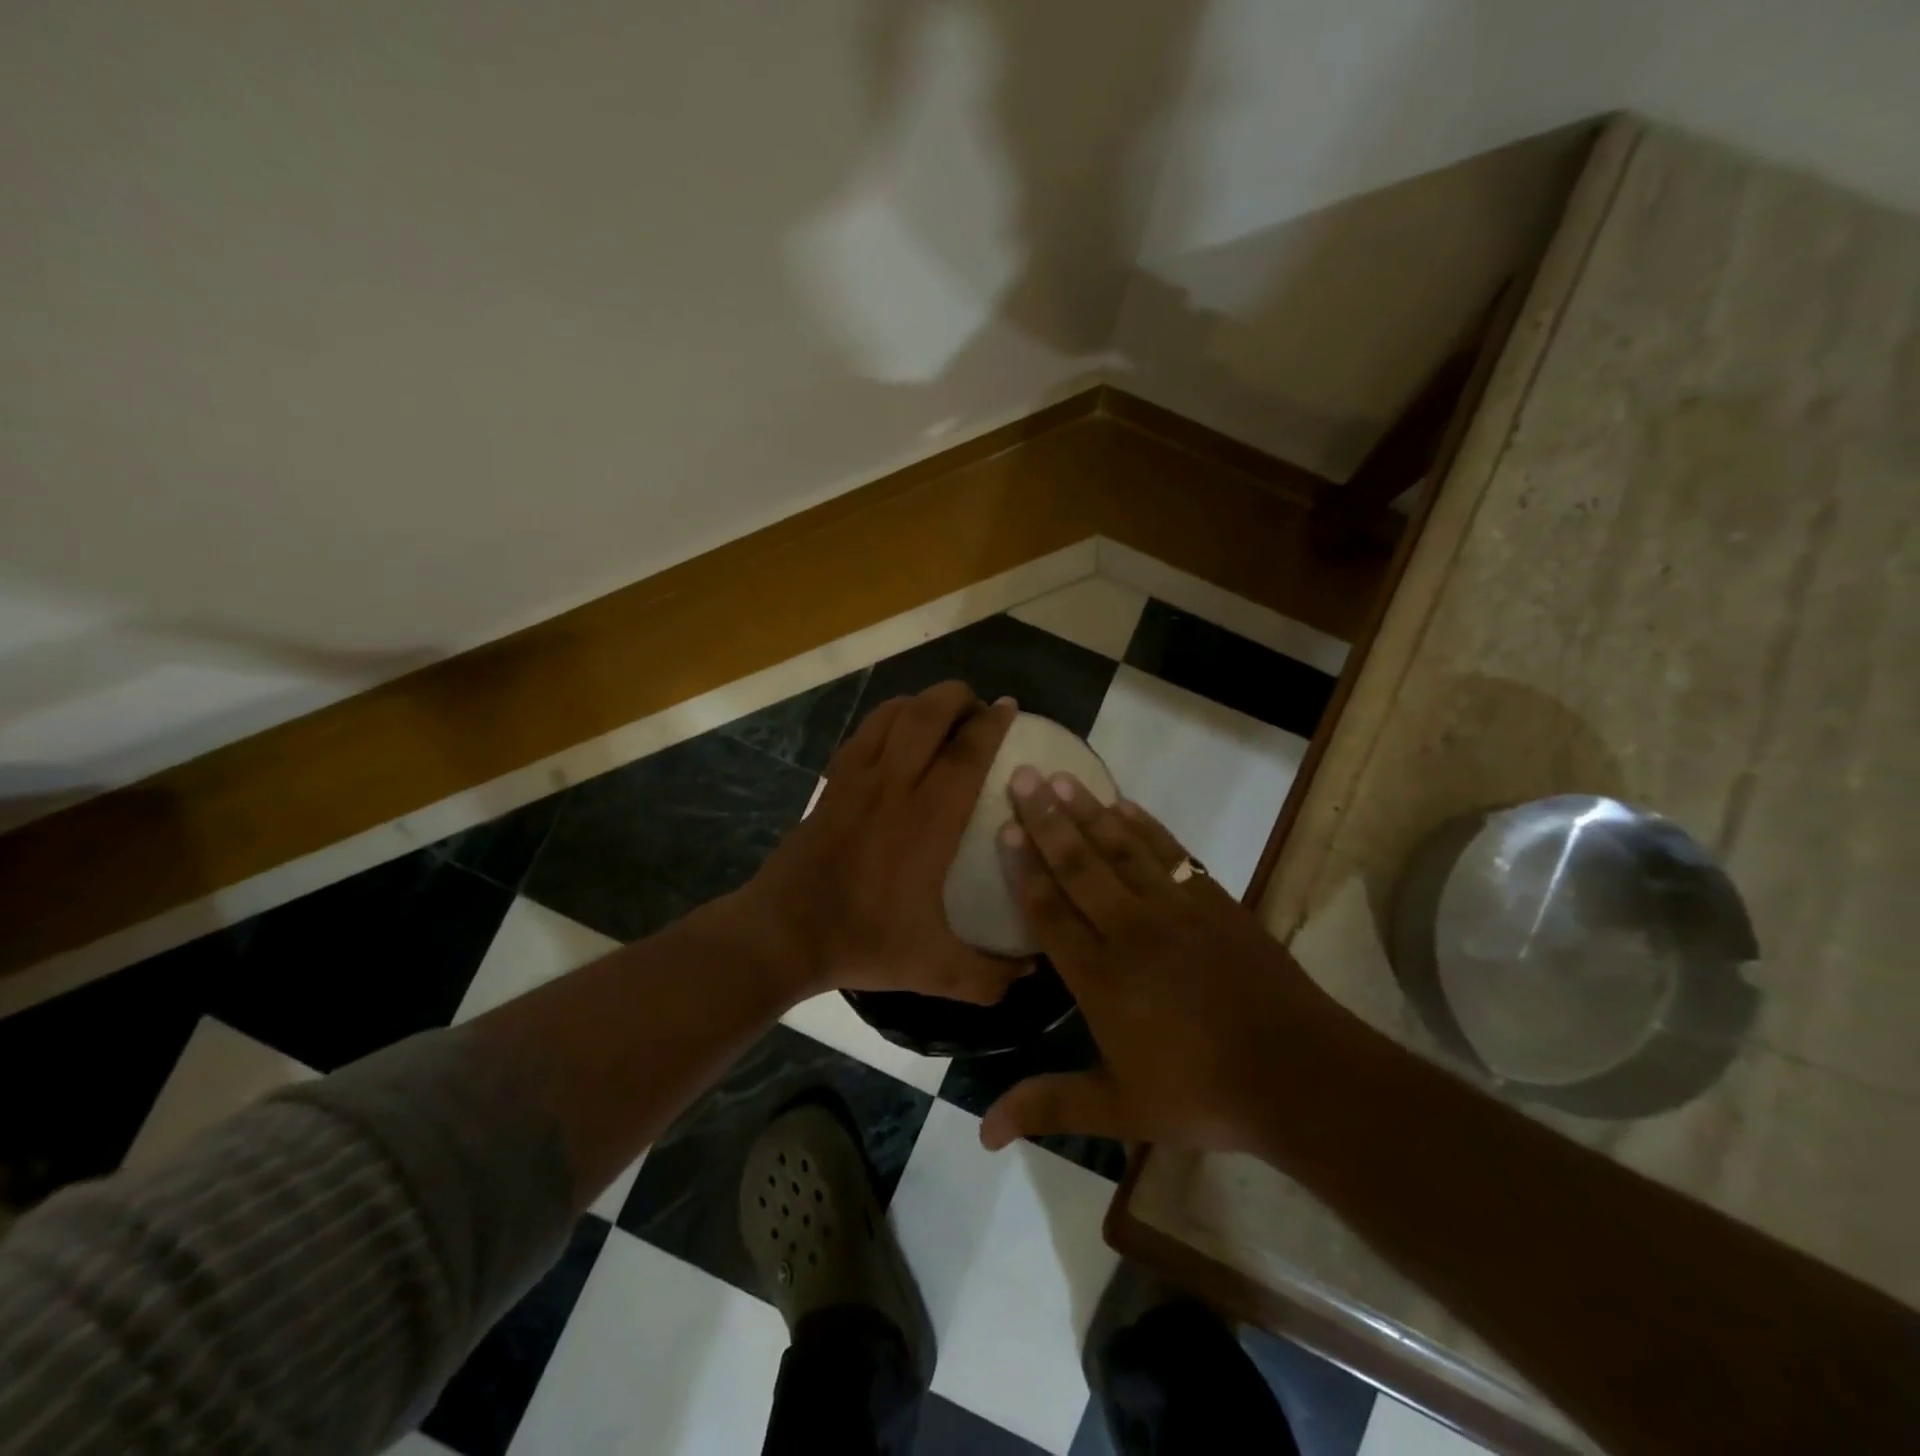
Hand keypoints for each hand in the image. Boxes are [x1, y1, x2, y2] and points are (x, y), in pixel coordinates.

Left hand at [746, 681, 1026, 1005]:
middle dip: (958, 697)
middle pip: (927, 715)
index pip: (966, 753)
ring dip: (921, 702)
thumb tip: (1033, 971)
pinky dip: (887, 719)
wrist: (782, 934)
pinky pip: (863, 733)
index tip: (1011, 708)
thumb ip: (989, 975)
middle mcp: (893, 786)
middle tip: (979, 705)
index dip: (992, 724)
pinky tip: (897, 735)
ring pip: (891, 715)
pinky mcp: (830, 784)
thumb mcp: (935, 969)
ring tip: (942, 712)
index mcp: (927, 820)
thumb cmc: (862, 942)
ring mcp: (855, 779)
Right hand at [979, 769, 1363, 1157]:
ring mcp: (1176, 909)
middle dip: (1047, 819)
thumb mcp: (1119, 1109)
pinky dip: (1146, 827)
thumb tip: (981, 1133)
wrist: (1298, 1074)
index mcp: (1101, 976)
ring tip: (1064, 778)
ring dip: (1090, 811)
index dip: (1024, 868)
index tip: (1004, 828)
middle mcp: (1130, 930)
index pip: (1050, 911)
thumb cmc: (1201, 1093)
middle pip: (1079, 865)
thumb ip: (1049, 1106)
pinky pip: (1171, 852)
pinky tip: (1126, 805)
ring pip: (1122, 849)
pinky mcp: (1214, 901)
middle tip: (1023, 776)